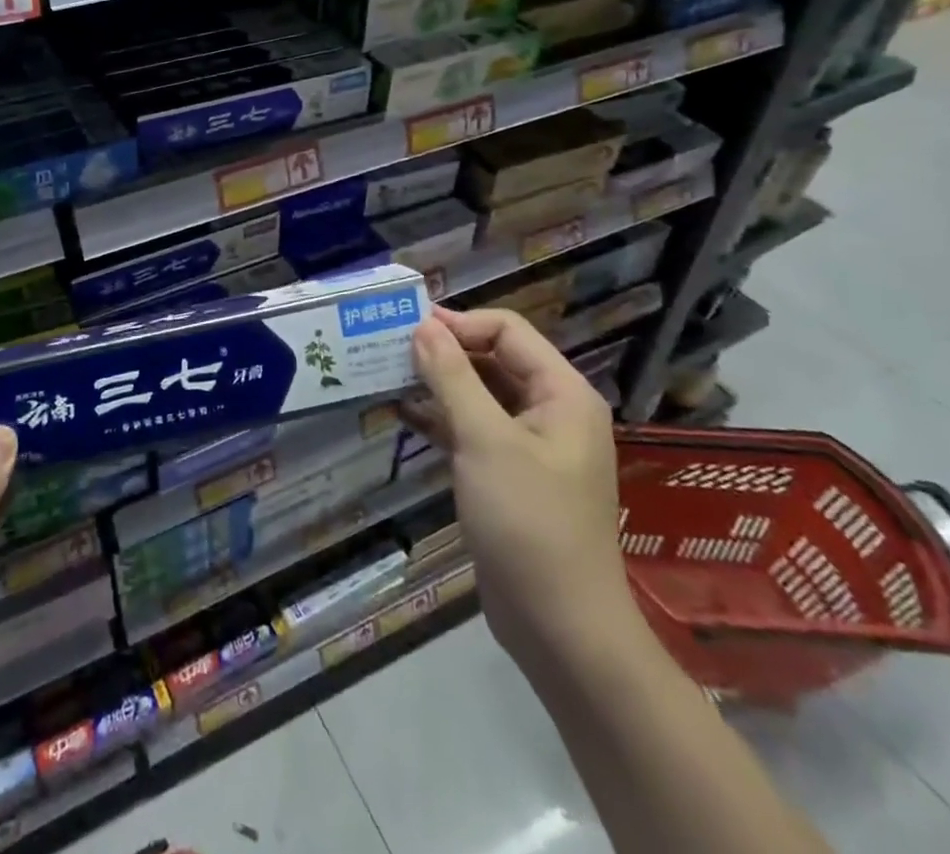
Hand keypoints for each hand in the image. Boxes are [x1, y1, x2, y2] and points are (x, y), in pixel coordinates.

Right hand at [403, 307, 638, 663]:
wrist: (560, 628)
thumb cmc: (528, 523)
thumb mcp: (485, 440)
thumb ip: (452, 377)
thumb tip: (423, 325)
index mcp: (562, 393)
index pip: (507, 331)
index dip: (458, 322)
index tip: (407, 327)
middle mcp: (551, 410)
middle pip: (494, 358)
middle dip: (444, 351)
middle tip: (389, 347)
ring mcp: (531, 445)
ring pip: (480, 394)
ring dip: (438, 383)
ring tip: (387, 373)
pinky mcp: (509, 474)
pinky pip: (473, 428)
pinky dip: (441, 418)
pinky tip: (402, 413)